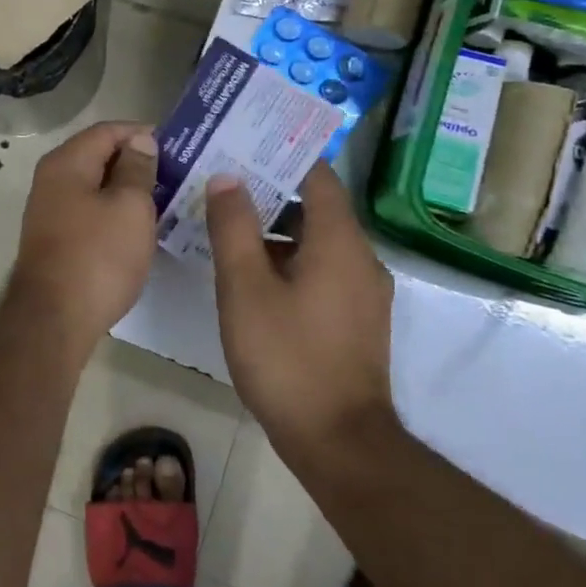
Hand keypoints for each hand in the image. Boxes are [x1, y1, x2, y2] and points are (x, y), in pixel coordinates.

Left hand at [6, 121, 158, 359]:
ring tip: (166, 200)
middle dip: (137, 161)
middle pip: (98, 156)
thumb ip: (137, 169)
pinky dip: (114, 213)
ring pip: (94, 187)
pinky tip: (138, 228)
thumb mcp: (130, 207)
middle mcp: (51, 180)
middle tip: (178, 174)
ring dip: (127, 190)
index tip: (178, 147)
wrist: (54, 319)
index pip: (107, 130)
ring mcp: (50, 211)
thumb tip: (139, 140)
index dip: (142, 133)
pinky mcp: (55, 239)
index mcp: (66, 163)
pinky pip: (89, 212)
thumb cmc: (98, 256)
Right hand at [206, 164, 396, 469]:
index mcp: (339, 241)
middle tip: (223, 183)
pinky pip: (322, 270)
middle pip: (316, 207)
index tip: (244, 144)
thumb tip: (227, 177)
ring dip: (276, 230)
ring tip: (228, 228)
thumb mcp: (245, 287)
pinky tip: (251, 277)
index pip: (317, 175)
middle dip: (270, 191)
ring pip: (317, 242)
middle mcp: (360, 258)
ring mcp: (363, 292)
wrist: (339, 442)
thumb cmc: (287, 357)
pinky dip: (289, 260)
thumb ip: (233, 227)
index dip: (282, 155)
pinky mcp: (355, 319)